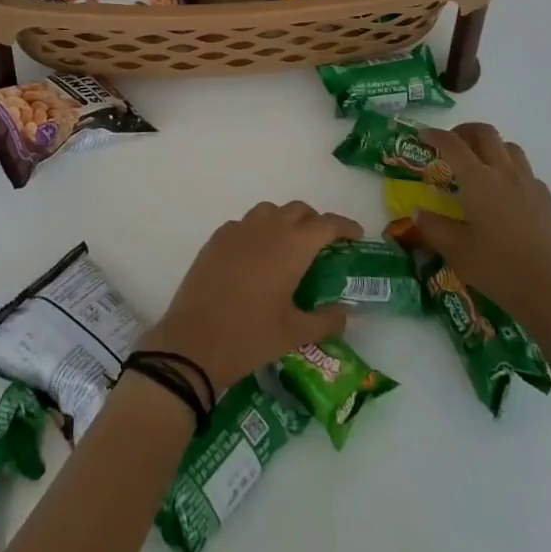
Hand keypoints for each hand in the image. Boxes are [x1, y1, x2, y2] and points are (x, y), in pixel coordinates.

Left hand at [141, 201, 362, 394]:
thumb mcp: (295, 333)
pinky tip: (257, 257)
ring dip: (285, 222)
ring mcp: (239, 229)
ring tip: (290, 249)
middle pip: (299, 210)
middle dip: (315, 222)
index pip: (326, 224)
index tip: (357, 235)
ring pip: (270, 211)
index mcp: (292, 246)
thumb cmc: (250, 336)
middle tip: (323, 246)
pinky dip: (258, 231)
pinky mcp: (217, 238)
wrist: (194, 340)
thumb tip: (347, 312)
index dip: (345, 226)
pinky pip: (245, 224)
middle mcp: (268, 228)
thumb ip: (326, 320)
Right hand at [413, 123, 550, 344]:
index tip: (423, 135)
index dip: (436, 135)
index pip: (453, 144)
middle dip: (464, 131)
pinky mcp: (548, 202)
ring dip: (491, 146)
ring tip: (479, 165)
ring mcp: (530, 185)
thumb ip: (434, 228)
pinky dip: (511, 169)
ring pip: (509, 147)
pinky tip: (506, 193)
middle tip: (451, 145)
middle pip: (485, 133)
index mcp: (479, 181)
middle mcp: (505, 174)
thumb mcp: (458, 253)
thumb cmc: (502, 271)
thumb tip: (416, 213)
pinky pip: (527, 171)